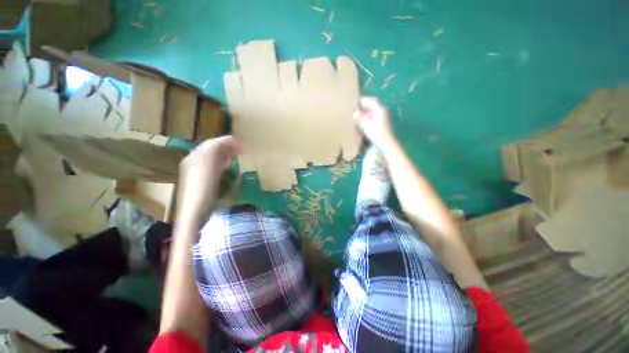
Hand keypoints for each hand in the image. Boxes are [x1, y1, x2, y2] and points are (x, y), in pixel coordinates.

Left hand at [176, 136, 241, 225]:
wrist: (194, 213)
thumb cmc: (202, 187)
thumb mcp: (208, 164)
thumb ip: (215, 148)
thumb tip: (229, 139)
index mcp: (194, 157)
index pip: (212, 143)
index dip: (227, 142)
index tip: (243, 145)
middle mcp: (194, 163)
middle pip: (212, 151)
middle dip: (227, 148)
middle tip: (242, 151)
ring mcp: (197, 175)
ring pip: (214, 161)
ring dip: (226, 157)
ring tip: (238, 159)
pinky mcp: (202, 184)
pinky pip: (214, 170)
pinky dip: (224, 167)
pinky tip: (230, 171)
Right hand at [353, 97, 394, 148]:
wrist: (386, 142)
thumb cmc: (376, 133)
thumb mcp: (366, 125)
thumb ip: (360, 117)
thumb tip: (354, 112)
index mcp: (380, 110)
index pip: (372, 101)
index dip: (364, 100)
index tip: (357, 102)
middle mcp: (382, 111)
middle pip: (373, 105)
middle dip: (364, 107)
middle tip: (356, 109)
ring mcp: (382, 117)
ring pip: (373, 111)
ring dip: (366, 112)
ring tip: (358, 115)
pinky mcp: (382, 122)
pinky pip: (374, 116)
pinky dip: (368, 116)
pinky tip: (363, 120)